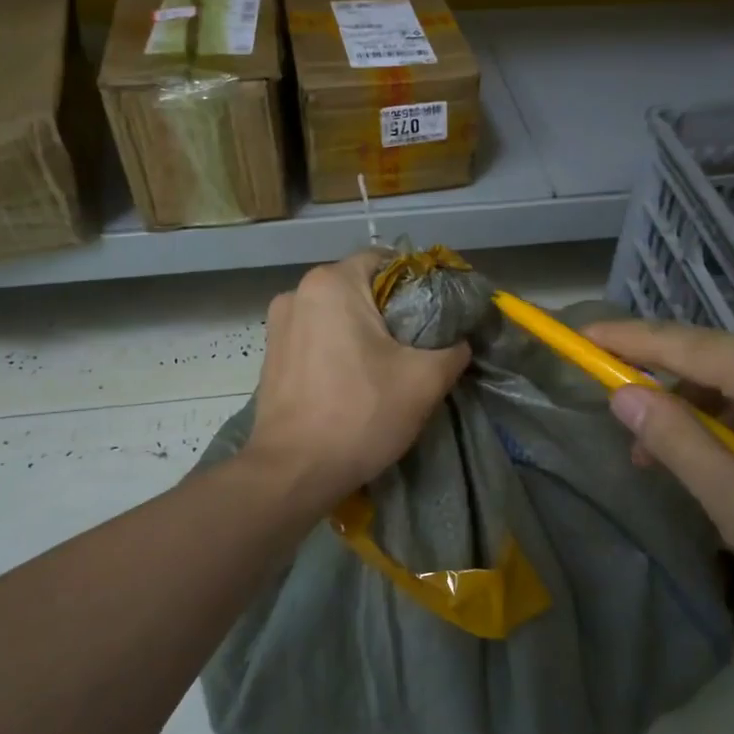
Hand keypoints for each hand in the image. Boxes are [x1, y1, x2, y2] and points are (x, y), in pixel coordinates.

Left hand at [243, 252, 469, 513]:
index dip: (418, 282)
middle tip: (420, 342)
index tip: (438, 312)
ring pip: (336, 313)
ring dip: (363, 330)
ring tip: (389, 364)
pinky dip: (338, 347)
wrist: (292, 472)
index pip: (386, 260)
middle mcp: (298, 292)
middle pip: (360, 286)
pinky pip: (316, 336)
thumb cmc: (359, 415)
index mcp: (332, 283)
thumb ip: (453, 349)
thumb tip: (462, 341)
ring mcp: (278, 324)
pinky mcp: (271, 354)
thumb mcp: (424, 381)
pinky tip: (354, 378)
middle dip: (391, 309)